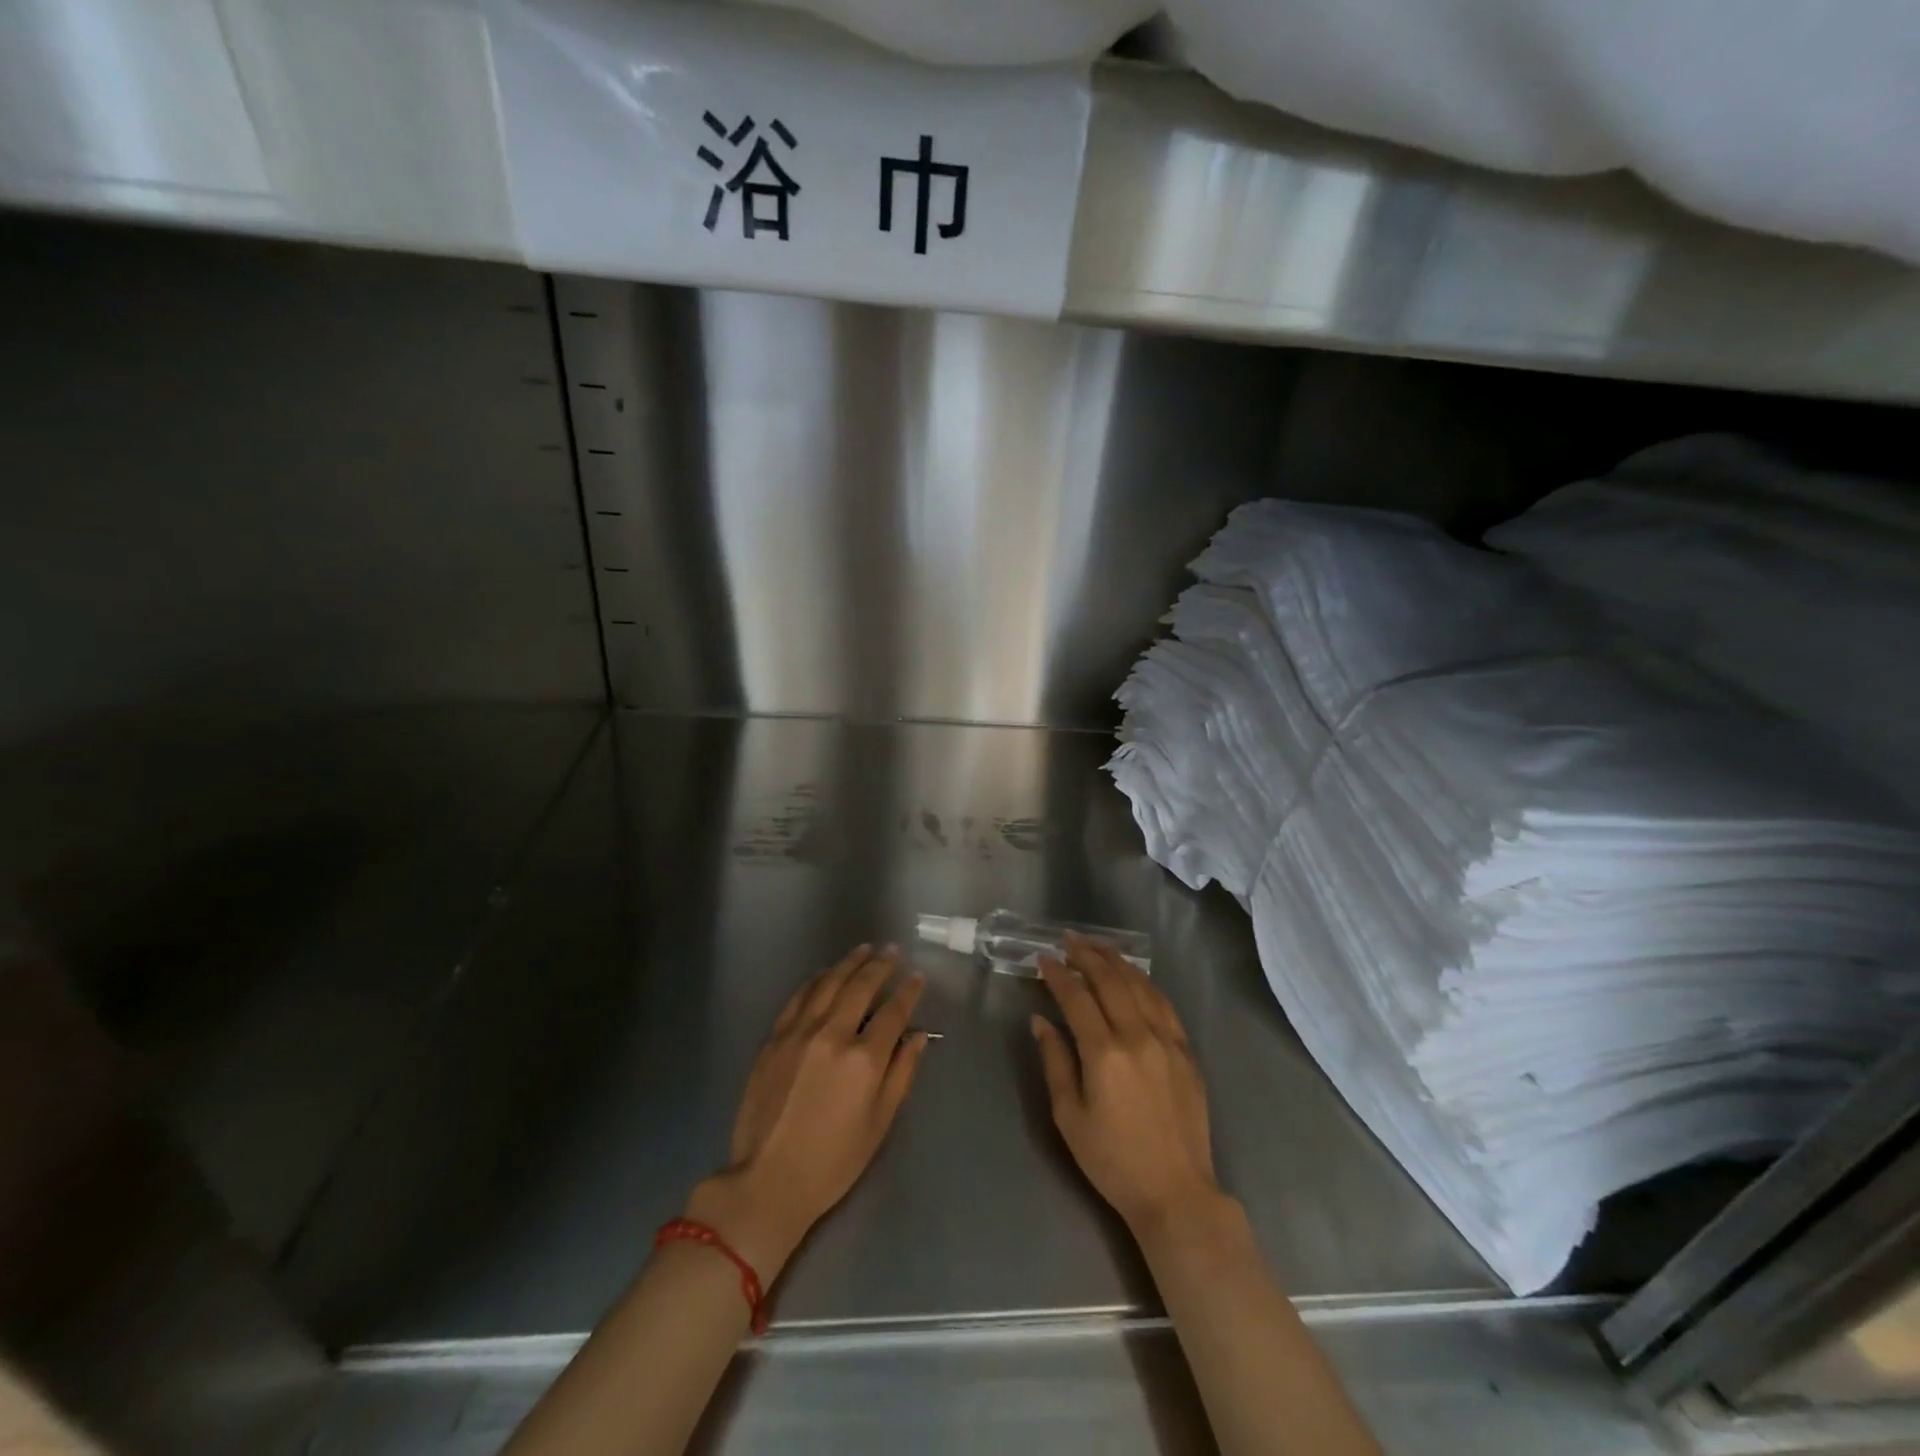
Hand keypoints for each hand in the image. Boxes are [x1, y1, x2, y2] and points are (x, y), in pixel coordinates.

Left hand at [686, 945, 929, 1279]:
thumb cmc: (833, 1161)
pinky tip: (826, 974)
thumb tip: (918, 1035)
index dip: (908, 991)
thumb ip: (901, 1073)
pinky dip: (816, 980)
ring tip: (864, 950)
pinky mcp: (775, 1038)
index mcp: (864, 1059)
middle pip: (861, 987)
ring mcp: (799, 1032)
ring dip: (849, 963)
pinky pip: (799, 997)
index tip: (917, 976)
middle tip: (892, 951)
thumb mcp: (879, 1123)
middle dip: (880, 965)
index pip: (893, 1012)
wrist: (769, 1180)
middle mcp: (832, 1035)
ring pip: (829, 983)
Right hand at [1032, 934, 1218, 1232]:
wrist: (1175, 1192)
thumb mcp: (1069, 1116)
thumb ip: (1055, 1061)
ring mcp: (1168, 1041)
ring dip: (1116, 961)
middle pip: (1110, 981)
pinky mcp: (1187, 1052)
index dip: (1058, 975)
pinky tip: (1134, 976)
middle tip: (1068, 940)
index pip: (1077, 998)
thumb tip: (1041, 1021)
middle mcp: (1138, 1036)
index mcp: (1105, 1053)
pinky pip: (1164, 1004)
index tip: (1043, 958)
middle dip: (1087, 955)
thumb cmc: (1113, 1160)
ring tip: (1098, 946)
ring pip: (1140, 986)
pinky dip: (1145, 983)